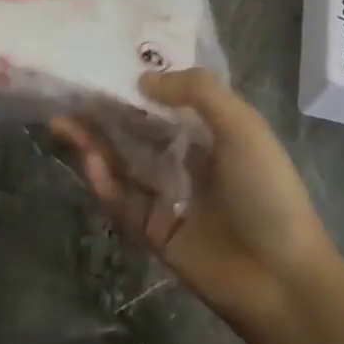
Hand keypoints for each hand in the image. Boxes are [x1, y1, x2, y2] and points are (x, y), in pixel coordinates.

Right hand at [53, 69, 341, 332]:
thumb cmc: (266, 191)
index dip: (136, 84)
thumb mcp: (243, 126)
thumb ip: (197, 91)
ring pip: (121, 163)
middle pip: (135, 130)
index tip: (103, 63)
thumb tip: (143, 80)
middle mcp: (185, 160)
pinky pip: (121, 201)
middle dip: (103, 112)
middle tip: (68, 92)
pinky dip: (102, 181)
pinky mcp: (152, 230)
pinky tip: (88, 161)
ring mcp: (166, 196)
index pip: (166, 101)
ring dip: (93, 142)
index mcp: (211, 133)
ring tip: (61, 121)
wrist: (282, 280)